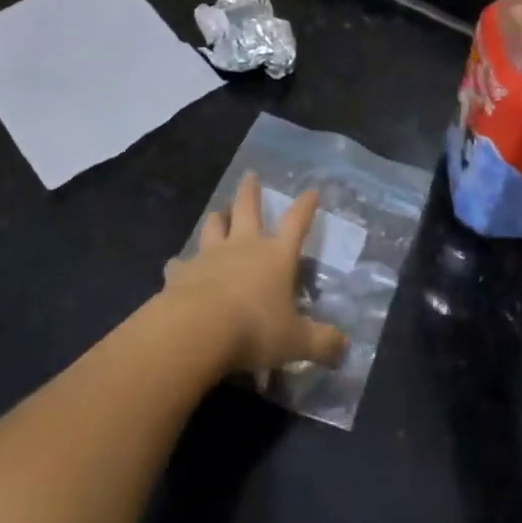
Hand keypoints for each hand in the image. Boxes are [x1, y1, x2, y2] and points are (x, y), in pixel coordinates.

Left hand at [161, 173, 348, 376]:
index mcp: (276, 256)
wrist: (197, 330)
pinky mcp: (181, 273)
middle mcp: (243, 246)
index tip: (310, 190)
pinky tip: (177, 266)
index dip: (305, 206)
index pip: (295, 223)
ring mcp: (209, 256)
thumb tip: (344, 347)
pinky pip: (180, 263)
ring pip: (213, 226)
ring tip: (217, 211)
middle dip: (250, 191)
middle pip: (247, 208)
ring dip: (217, 218)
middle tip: (250, 175)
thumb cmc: (254, 329)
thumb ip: (320, 343)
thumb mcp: (295, 342)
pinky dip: (181, 263)